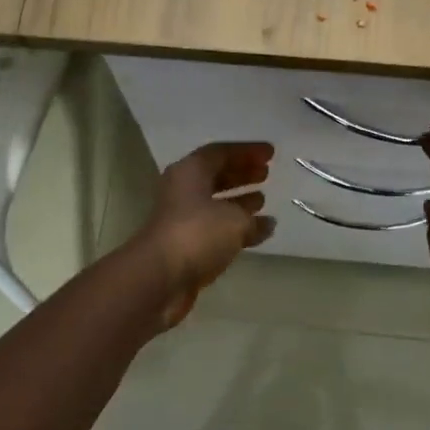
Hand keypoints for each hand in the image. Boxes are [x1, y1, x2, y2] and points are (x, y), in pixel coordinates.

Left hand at [133, 141, 275, 327]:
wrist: (159, 278)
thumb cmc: (197, 234)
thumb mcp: (235, 221)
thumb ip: (253, 219)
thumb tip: (267, 223)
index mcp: (190, 172)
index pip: (221, 152)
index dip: (247, 151)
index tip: (270, 153)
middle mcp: (183, 190)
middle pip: (215, 175)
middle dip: (241, 173)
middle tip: (266, 172)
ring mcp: (182, 219)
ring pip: (214, 202)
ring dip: (238, 200)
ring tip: (263, 199)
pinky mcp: (185, 244)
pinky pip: (214, 227)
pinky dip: (234, 227)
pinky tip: (258, 232)